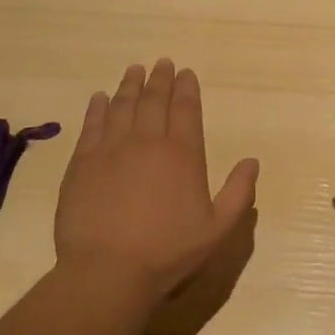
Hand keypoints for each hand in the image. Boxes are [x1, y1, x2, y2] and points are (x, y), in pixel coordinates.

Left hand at [54, 59, 258, 302]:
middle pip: (154, 100)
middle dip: (160, 79)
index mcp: (182, 154)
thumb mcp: (217, 230)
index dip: (186, 88)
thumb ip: (238, 193)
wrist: (107, 271)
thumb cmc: (167, 253)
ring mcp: (111, 148)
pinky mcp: (82, 162)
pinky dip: (98, 108)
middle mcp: (147, 141)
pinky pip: (92, 125)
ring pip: (123, 106)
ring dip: (130, 85)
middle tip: (162, 63)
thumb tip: (252, 161)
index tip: (185, 72)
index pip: (185, 109)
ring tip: (134, 70)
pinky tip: (100, 98)